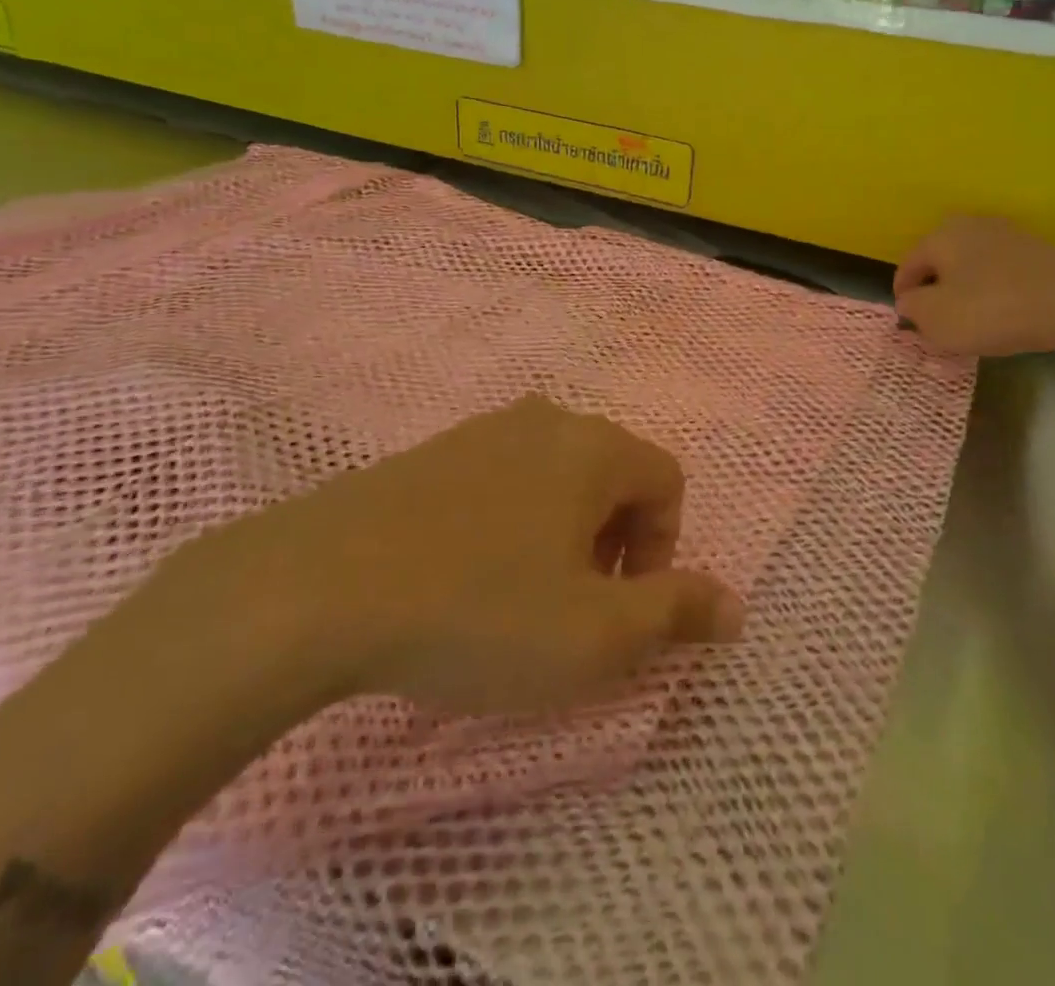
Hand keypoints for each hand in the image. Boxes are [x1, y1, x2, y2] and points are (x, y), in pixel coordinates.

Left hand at [159, 396, 743, 718]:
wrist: (318, 587)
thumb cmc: (481, 611)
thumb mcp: (597, 633)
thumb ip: (677, 612)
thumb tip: (736, 607)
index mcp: (595, 447)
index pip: (667, 482)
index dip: (661, 550)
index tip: (621, 607)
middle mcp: (546, 420)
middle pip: (612, 476)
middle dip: (613, 543)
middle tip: (573, 608)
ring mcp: (482, 430)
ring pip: (555, 478)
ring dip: (560, 536)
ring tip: (518, 598)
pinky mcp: (430, 452)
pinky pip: (500, 482)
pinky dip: (507, 525)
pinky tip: (462, 577)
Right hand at [894, 215, 1054, 357]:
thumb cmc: (991, 309)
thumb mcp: (936, 318)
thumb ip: (912, 309)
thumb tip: (909, 302)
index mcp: (941, 235)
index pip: (908, 266)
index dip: (903, 297)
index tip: (908, 323)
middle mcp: (972, 226)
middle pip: (941, 263)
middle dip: (935, 291)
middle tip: (937, 322)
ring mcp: (1010, 236)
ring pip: (972, 267)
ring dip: (966, 291)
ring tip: (970, 322)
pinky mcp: (1039, 252)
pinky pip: (1002, 274)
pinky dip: (995, 293)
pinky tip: (1003, 315)